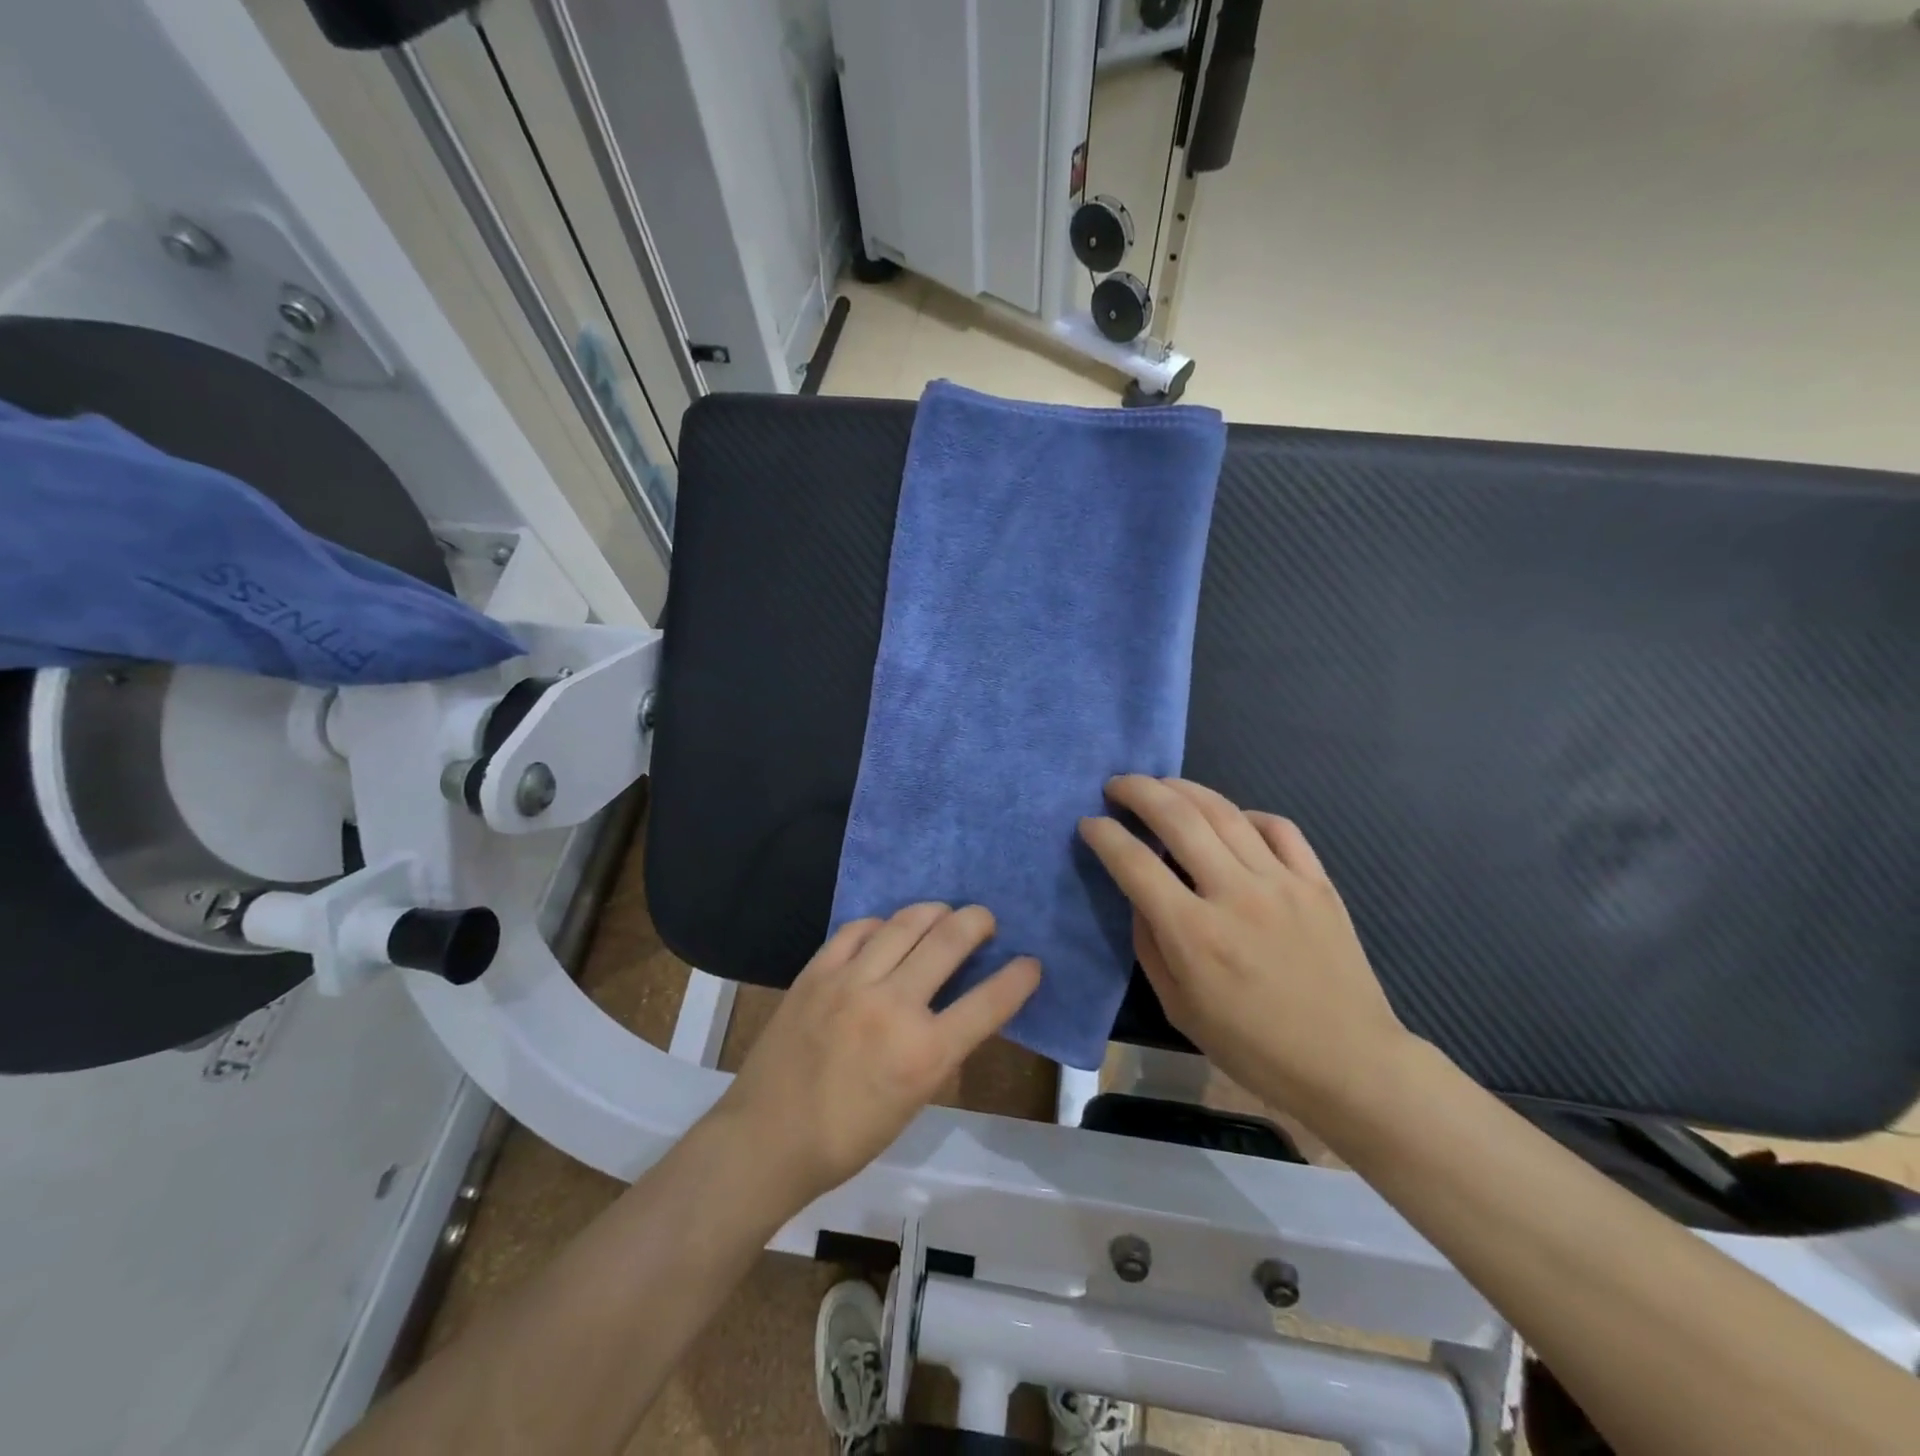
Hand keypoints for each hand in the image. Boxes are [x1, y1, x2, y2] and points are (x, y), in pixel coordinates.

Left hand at [716, 904, 1040, 1205]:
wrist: (766, 1139)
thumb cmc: (847, 1138)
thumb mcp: (913, 1102)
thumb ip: (939, 1048)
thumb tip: (957, 1007)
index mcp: (924, 1054)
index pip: (989, 1002)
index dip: (1019, 977)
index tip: (1031, 963)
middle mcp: (893, 1006)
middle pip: (949, 940)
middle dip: (978, 921)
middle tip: (986, 920)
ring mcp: (851, 982)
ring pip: (905, 923)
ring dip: (934, 911)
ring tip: (944, 913)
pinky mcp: (816, 971)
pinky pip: (857, 929)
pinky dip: (880, 924)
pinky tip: (886, 930)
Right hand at [1078, 775, 1410, 1115]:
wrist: (1349, 1063)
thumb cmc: (1253, 1047)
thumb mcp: (1179, 1007)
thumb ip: (1150, 944)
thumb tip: (1140, 895)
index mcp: (1194, 934)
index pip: (1135, 863)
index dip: (1104, 835)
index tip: (1089, 824)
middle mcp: (1234, 895)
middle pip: (1177, 818)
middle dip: (1138, 791)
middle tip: (1116, 786)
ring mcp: (1281, 882)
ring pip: (1224, 812)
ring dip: (1183, 789)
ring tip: (1161, 785)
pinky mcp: (1317, 881)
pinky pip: (1278, 827)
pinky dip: (1246, 814)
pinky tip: (1231, 819)